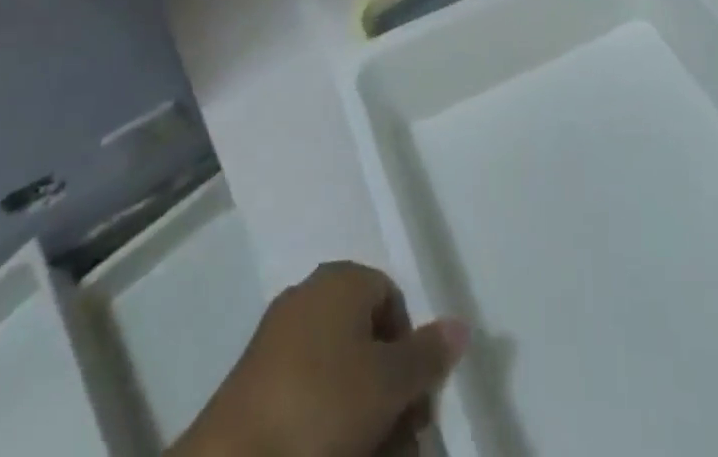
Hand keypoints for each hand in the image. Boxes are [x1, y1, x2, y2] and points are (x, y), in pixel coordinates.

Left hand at [171, 261, 467, 456]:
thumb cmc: (322, 404)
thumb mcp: (389, 383)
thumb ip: (428, 355)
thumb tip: (460, 324)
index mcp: (342, 279)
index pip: (393, 299)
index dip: (411, 349)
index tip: (416, 400)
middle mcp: (311, 295)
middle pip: (367, 338)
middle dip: (390, 389)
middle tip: (402, 437)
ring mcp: (280, 337)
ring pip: (339, 371)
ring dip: (364, 412)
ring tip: (375, 452)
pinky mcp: (257, 382)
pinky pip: (309, 393)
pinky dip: (328, 421)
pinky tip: (337, 450)